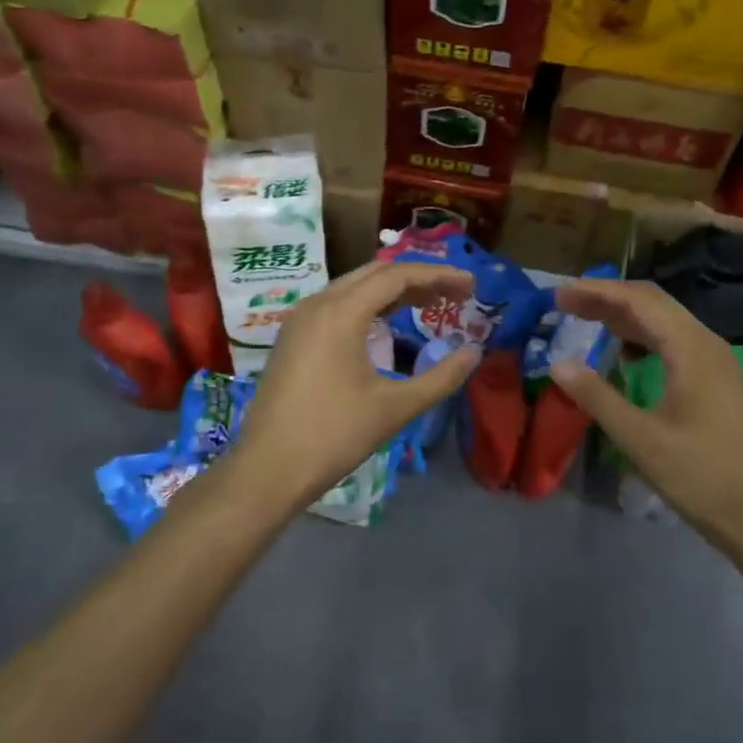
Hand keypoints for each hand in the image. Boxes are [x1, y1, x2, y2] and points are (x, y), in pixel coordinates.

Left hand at [233, 260, 482, 512]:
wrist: (267, 469)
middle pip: (375, 274)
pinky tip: (386, 323)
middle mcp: (317, 304)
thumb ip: (440, 377)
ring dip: (392, 291)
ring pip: (353, 287)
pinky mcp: (292, 337)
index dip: (439, 276)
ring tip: (429, 305)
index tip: (471, 285)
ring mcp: (300, 320)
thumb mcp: (395, 407)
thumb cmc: (334, 435)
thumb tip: (475, 351)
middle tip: (454, 295)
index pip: (398, 276)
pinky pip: (336, 304)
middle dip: (418, 279)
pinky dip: (368, 305)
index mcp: (341, 312)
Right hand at [548, 277, 742, 536]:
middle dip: (606, 298)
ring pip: (664, 321)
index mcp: (692, 349)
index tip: (558, 295)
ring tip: (584, 319)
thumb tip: (557, 364)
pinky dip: (642, 335)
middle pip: (653, 303)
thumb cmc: (699, 475)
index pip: (639, 301)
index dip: (596, 292)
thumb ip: (596, 397)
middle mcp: (707, 344)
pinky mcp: (716, 379)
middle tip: (565, 304)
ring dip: (624, 315)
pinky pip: (674, 341)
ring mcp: (715, 361)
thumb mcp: (639, 439)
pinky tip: (622, 350)